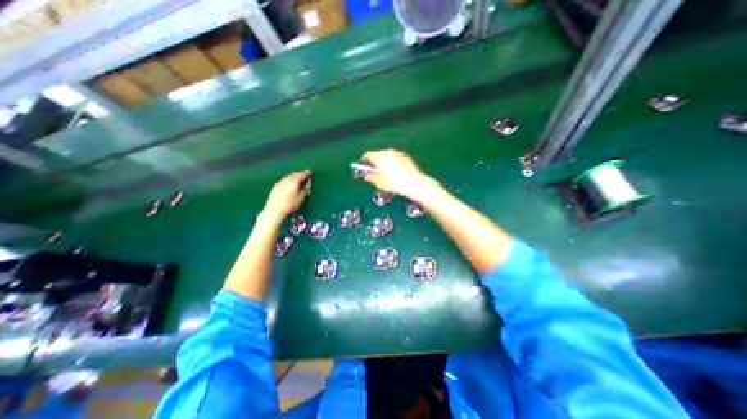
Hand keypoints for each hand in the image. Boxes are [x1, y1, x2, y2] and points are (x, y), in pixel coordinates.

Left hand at [260, 171, 310, 224]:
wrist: (274, 210)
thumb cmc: (289, 205)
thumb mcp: (299, 200)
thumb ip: (304, 193)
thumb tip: (308, 190)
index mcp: (293, 182)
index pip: (301, 175)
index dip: (306, 173)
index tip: (310, 173)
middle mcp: (286, 180)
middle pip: (294, 174)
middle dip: (299, 174)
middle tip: (304, 176)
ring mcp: (280, 183)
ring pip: (288, 177)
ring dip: (293, 177)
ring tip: (297, 180)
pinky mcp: (275, 187)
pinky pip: (284, 180)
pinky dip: (288, 180)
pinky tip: (289, 185)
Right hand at [362, 149, 439, 201]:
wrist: (414, 183)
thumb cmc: (394, 183)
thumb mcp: (379, 183)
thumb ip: (370, 178)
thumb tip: (367, 176)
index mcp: (379, 157)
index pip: (368, 155)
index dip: (364, 161)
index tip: (363, 166)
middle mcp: (388, 152)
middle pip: (377, 154)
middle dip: (374, 161)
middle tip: (374, 171)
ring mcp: (398, 153)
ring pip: (387, 155)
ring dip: (384, 161)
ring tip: (385, 172)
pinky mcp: (406, 157)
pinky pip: (395, 158)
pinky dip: (393, 162)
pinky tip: (395, 171)